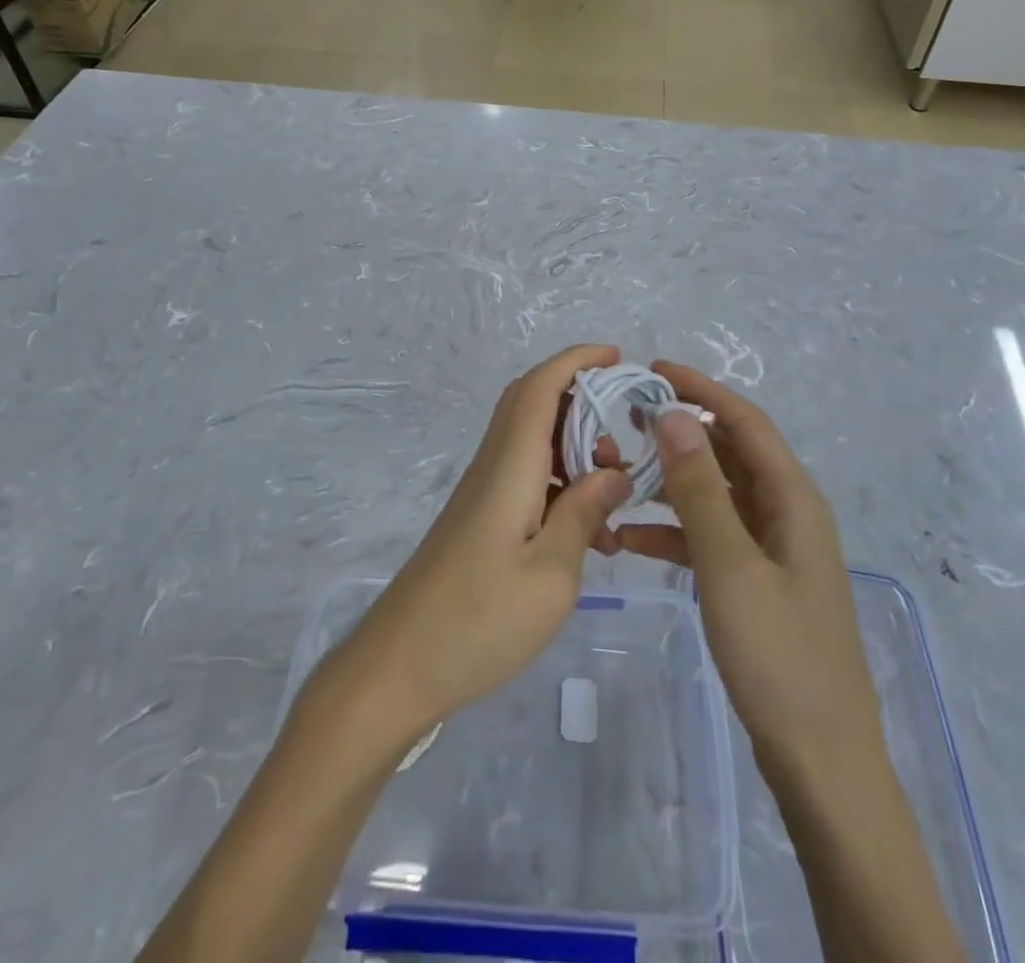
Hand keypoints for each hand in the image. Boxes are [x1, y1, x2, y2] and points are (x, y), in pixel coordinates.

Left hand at [324, 344, 632, 745]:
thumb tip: (614, 472)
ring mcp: (483, 494)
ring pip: (533, 444)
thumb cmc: (479, 621)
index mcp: (510, 466)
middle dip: (582, 402)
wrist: (399, 668)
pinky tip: (588, 534)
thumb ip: (584, 513)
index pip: (540, 387)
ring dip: (576, 452)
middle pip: (533, 405)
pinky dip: (561, 487)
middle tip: (625, 436)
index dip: (576, 360)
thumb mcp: (551, 574)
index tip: (616, 356)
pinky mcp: (480, 520)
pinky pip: (527, 479)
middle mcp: (493, 467)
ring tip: (615, 494)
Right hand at [618, 362, 883, 776]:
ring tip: (620, 474)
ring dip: (672, 483)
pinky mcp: (758, 581)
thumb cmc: (779, 656)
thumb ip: (699, 489)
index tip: (653, 370)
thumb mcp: (730, 565)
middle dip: (681, 433)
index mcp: (792, 499)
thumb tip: (673, 415)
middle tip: (627, 422)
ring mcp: (773, 549)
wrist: (820, 760)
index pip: (745, 422)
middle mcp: (786, 513)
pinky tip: (631, 538)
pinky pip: (713, 537)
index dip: (702, 390)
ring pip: (717, 495)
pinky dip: (675, 530)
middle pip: (731, 454)